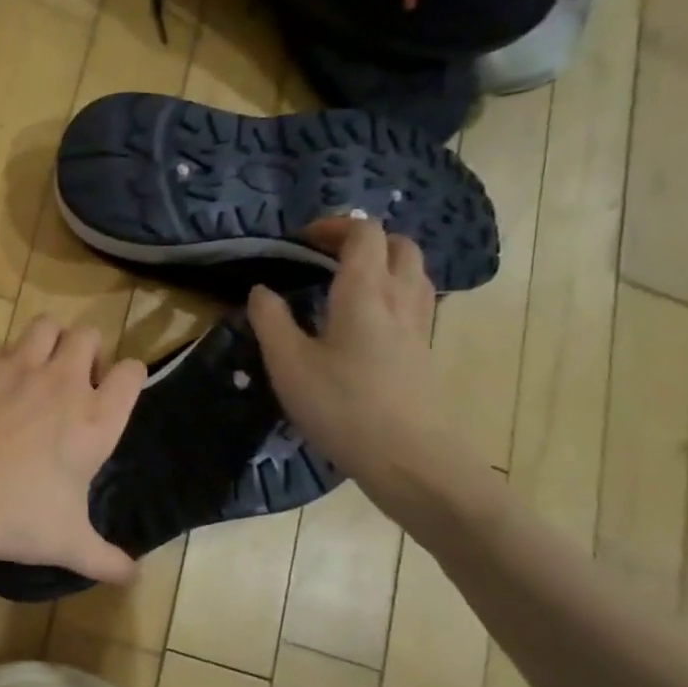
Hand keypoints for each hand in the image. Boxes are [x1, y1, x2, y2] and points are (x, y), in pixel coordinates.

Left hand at [0, 318, 146, 581]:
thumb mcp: (66, 544)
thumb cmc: (13, 514)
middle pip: (90, 334)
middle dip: (90, 350)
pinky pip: (6, 346)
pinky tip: (0, 386)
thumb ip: (106, 560)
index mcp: (96, 419)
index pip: (133, 372)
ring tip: (42, 370)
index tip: (116, 395)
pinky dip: (10, 357)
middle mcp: (64, 382)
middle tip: (77, 383)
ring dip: (52, 340)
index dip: (130, 377)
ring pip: (48, 325)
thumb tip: (133, 577)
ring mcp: (21, 368)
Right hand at [247, 218, 453, 506]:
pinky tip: (367, 322)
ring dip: (383, 264)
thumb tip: (261, 290)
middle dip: (364, 240)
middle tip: (327, 257)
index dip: (334, 227)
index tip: (301, 240)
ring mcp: (420, 325)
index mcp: (365, 291)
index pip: (363, 234)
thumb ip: (270, 321)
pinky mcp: (426, 351)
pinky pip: (415, 301)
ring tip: (347, 284)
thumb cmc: (343, 407)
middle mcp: (401, 297)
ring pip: (413, 272)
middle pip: (398, 245)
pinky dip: (392, 292)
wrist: (411, 460)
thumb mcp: (289, 365)